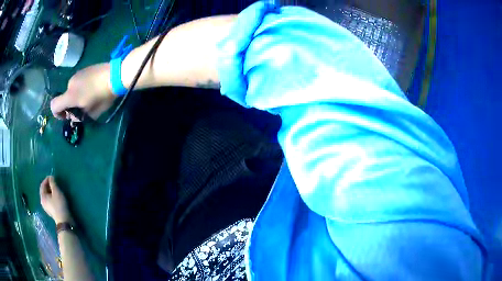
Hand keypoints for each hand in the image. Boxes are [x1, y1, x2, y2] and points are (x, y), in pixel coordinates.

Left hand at [40, 176, 72, 224]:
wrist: (64, 221)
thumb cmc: (59, 205)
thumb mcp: (56, 191)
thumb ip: (53, 183)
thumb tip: (51, 177)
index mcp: (42, 196)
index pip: (42, 185)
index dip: (46, 179)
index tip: (52, 177)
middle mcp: (42, 202)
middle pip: (44, 191)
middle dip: (48, 185)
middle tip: (54, 182)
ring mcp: (46, 207)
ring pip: (47, 196)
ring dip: (50, 191)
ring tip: (56, 189)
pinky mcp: (51, 211)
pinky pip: (49, 201)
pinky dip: (52, 197)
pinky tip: (56, 197)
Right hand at [51, 63, 115, 119]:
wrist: (116, 74)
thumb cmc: (104, 95)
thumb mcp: (92, 112)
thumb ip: (80, 116)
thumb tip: (74, 116)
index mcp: (70, 96)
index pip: (54, 105)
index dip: (57, 114)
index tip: (67, 115)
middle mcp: (70, 84)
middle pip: (64, 98)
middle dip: (70, 105)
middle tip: (82, 109)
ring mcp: (77, 74)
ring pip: (71, 90)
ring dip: (76, 96)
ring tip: (89, 98)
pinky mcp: (83, 69)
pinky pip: (77, 82)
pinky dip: (80, 88)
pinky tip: (92, 89)